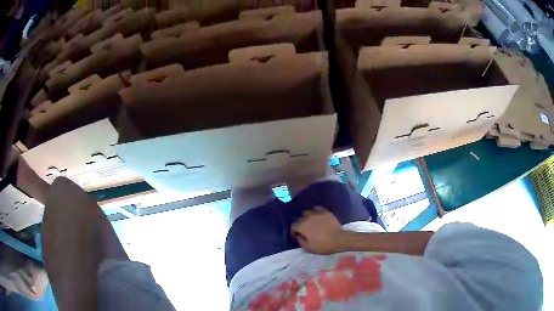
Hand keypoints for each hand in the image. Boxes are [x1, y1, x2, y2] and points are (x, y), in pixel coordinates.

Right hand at [291, 207, 347, 253]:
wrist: (338, 239)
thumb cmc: (322, 245)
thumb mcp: (308, 248)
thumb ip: (300, 241)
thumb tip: (298, 235)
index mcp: (302, 226)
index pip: (293, 226)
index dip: (293, 231)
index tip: (297, 236)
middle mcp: (307, 217)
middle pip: (300, 218)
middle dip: (300, 224)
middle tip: (304, 230)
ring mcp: (317, 213)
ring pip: (307, 212)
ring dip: (307, 217)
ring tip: (310, 222)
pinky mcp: (325, 212)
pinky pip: (317, 208)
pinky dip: (315, 212)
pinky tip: (317, 216)